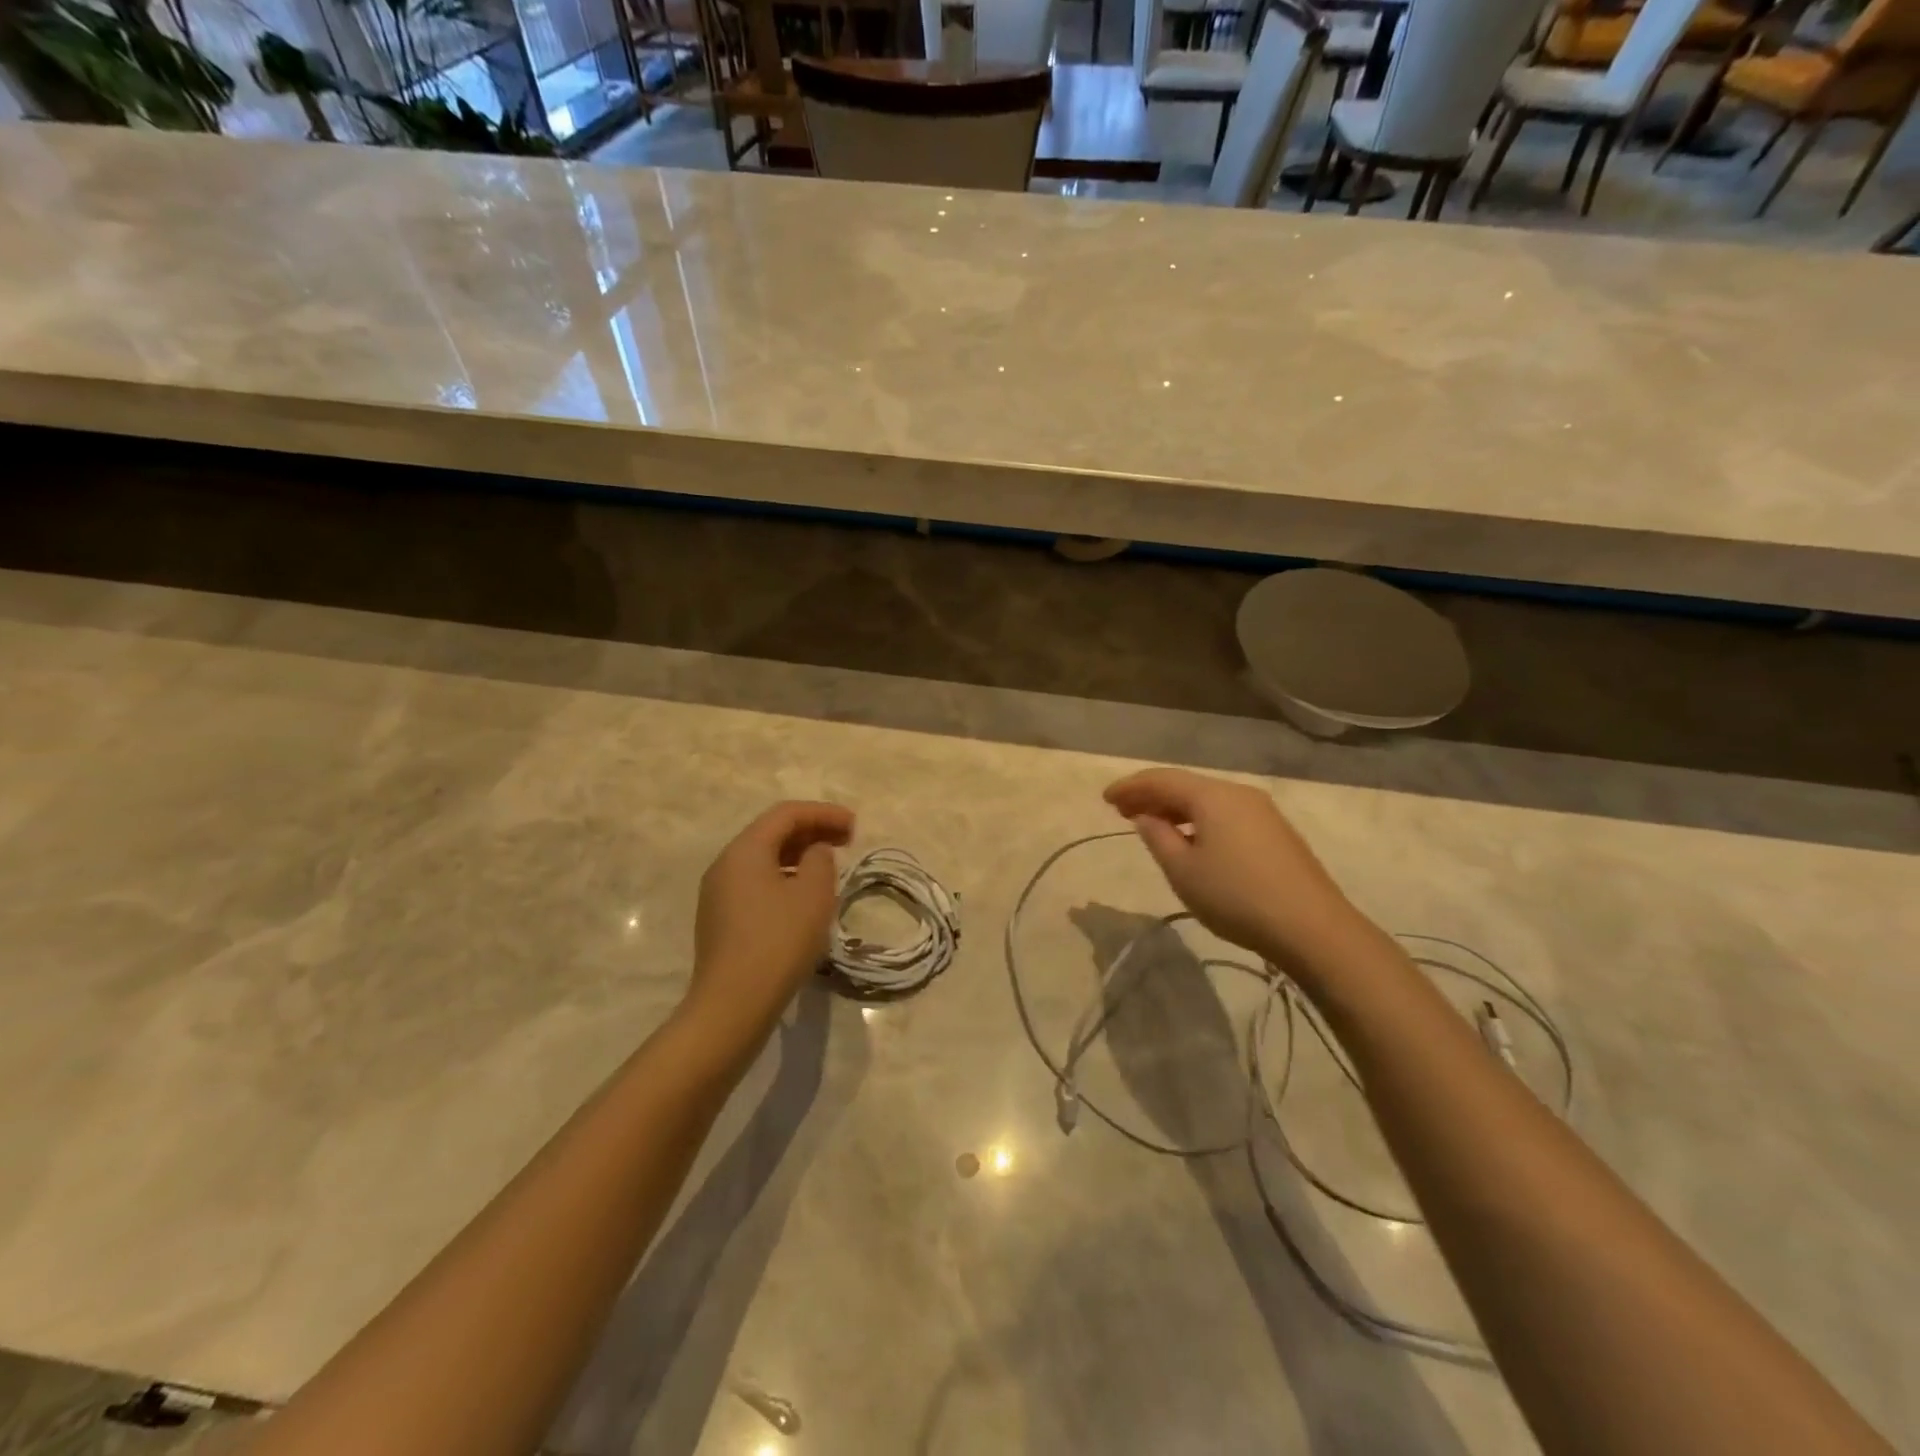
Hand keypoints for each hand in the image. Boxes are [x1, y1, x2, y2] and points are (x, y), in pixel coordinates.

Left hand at [686, 800, 854, 1038]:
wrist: (733, 1005)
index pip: (786, 814)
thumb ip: (820, 860)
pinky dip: (784, 877)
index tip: (855, 825)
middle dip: (812, 831)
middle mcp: (725, 864)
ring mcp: (718, 893)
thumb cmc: (778, 942)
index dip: (824, 813)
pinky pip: (756, 883)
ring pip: (764, 859)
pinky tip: (804, 897)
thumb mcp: (813, 895)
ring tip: (830, 867)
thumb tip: (814, 852)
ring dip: (799, 855)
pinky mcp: (721, 920)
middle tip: (848, 841)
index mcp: (745, 850)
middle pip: (772, 833)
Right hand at [1104, 768, 1362, 968]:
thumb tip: (1147, 817)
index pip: (1162, 779)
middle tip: (1121, 811)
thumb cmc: (1236, 896)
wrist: (1312, 928)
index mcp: (1213, 796)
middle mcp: (1238, 793)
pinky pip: (1225, 814)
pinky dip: (1198, 819)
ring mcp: (1262, 812)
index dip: (1130, 787)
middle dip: (1151, 796)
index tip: (1105, 799)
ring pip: (1207, 800)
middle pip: (1186, 785)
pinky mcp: (1275, 832)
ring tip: (1150, 825)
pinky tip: (1190, 838)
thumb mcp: (1183, 871)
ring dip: (1175, 809)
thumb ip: (1158, 837)